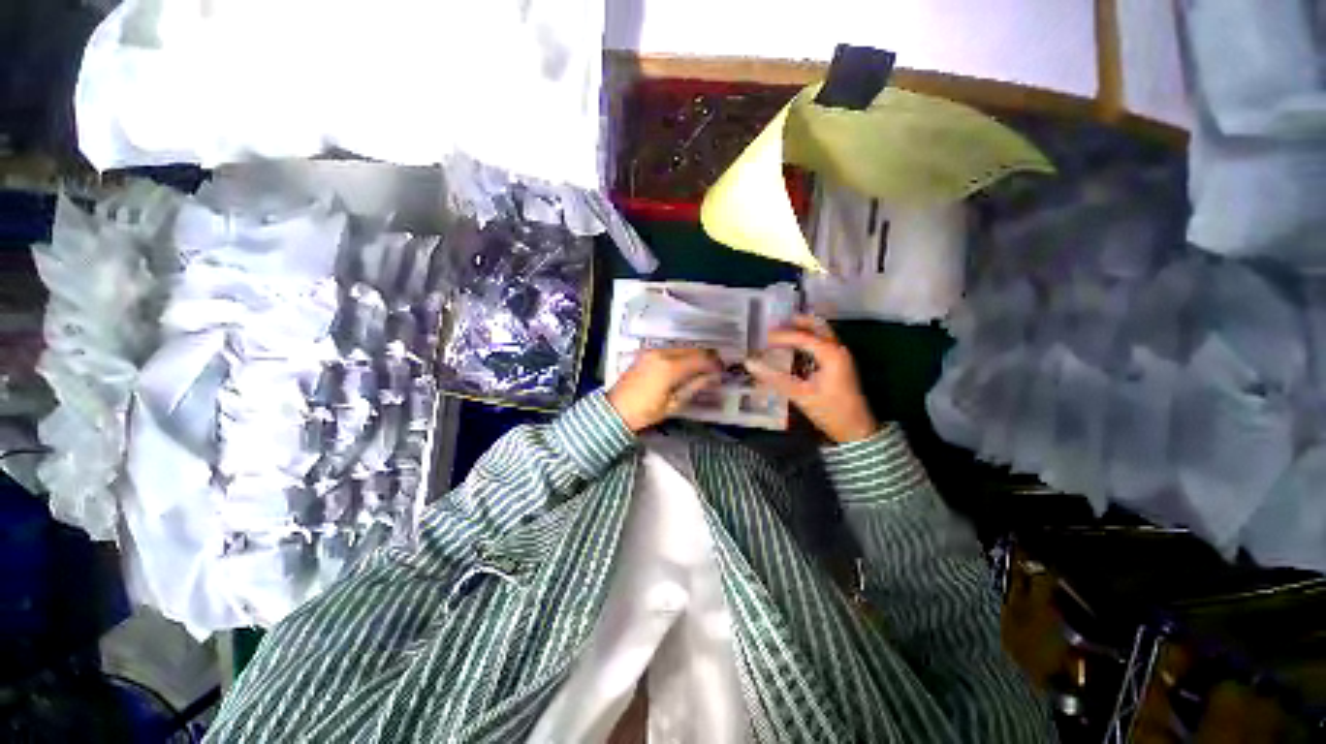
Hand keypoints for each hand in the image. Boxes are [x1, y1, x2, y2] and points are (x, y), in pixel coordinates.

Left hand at [607, 348, 721, 432]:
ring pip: (682, 348)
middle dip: (707, 357)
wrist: (615, 410)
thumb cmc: (645, 412)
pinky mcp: (646, 354)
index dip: (714, 364)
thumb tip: (711, 377)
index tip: (723, 370)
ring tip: (703, 368)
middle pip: (692, 350)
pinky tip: (686, 365)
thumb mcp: (673, 404)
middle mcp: (662, 354)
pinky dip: (682, 355)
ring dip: (695, 355)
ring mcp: (652, 352)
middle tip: (716, 368)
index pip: (700, 359)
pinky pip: (671, 350)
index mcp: (670, 368)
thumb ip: (694, 386)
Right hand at [745, 315, 879, 443]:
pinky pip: (822, 344)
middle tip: (774, 324)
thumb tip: (750, 364)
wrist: (855, 430)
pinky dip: (808, 340)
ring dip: (802, 329)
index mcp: (831, 354)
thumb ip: (774, 378)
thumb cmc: (830, 411)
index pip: (802, 337)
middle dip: (795, 322)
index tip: (762, 338)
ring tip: (781, 332)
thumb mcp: (800, 395)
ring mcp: (840, 356)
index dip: (781, 336)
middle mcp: (838, 350)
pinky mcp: (839, 364)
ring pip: (821, 333)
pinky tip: (793, 348)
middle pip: (816, 326)